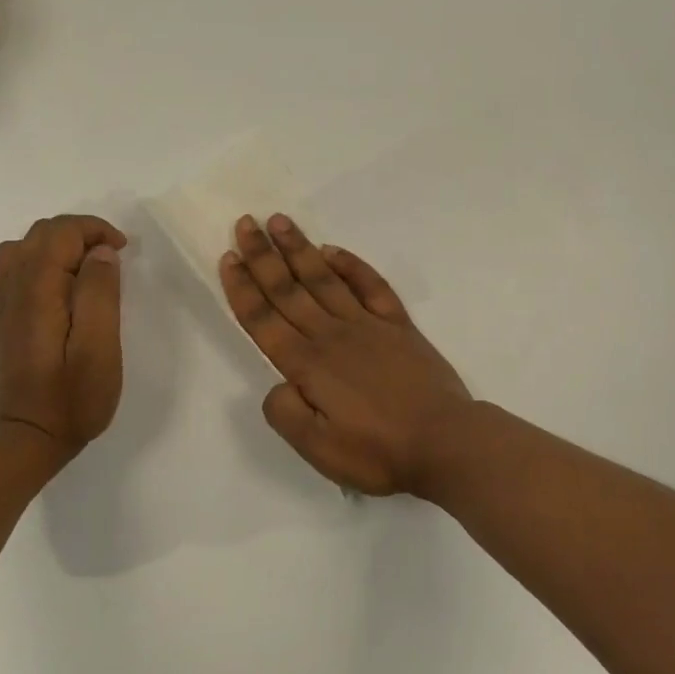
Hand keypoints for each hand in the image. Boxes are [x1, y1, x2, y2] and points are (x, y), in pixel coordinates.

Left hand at [0, 214, 126, 459]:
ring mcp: (0, 300)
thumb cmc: (73, 397)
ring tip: (88, 269)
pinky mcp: (0, 315)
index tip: (123, 251)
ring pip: (26, 245)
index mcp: (37, 288)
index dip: (95, 230)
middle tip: (112, 260)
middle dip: (81, 234)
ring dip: (60, 245)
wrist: (28, 437)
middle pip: (43, 232)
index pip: (62, 231)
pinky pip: (13, 266)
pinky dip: (40, 259)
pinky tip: (58, 283)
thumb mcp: (100, 347)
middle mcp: (11, 285)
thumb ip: (100, 293)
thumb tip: (100, 253)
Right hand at [220, 214, 474, 495]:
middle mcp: (331, 335)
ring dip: (299, 249)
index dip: (243, 288)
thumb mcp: (319, 450)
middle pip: (288, 289)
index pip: (263, 319)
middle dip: (263, 256)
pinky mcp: (398, 326)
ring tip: (280, 221)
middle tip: (245, 224)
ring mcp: (367, 325)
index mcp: (307, 364)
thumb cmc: (378, 452)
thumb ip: (286, 414)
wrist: (446, 443)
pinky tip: (334, 250)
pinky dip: (351, 265)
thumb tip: (277, 384)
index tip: (228, 258)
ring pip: (324, 278)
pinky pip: (371, 285)